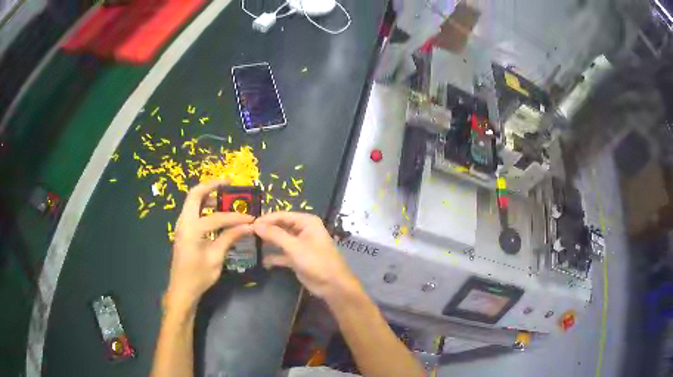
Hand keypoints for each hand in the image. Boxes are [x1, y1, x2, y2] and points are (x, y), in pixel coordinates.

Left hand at [166, 180, 253, 312]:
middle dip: (211, 186)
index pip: (216, 217)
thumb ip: (229, 238)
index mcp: (191, 229)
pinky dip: (203, 206)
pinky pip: (192, 211)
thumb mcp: (216, 258)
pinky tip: (215, 212)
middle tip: (228, 183)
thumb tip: (248, 227)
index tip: (250, 219)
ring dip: (206, 195)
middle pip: (194, 195)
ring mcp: (181, 226)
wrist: (182, 289)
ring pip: (192, 202)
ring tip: (223, 196)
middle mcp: (183, 222)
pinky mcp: (183, 231)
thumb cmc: (198, 276)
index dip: (235, 217)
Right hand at [253, 212, 359, 299]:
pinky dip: (273, 257)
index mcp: (307, 222)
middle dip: (266, 231)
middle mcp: (303, 230)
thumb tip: (256, 224)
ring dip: (268, 243)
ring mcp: (300, 245)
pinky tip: (262, 261)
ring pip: (280, 240)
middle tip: (247, 234)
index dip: (266, 219)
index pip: (282, 215)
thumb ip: (274, 235)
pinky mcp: (297, 258)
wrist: (333, 285)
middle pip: (280, 227)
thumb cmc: (316, 261)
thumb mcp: (294, 247)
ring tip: (250, 244)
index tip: (249, 224)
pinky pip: (282, 254)